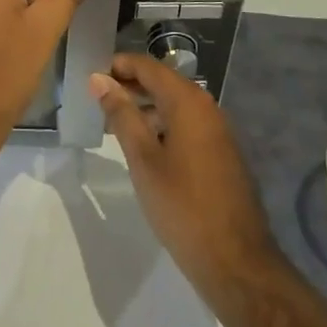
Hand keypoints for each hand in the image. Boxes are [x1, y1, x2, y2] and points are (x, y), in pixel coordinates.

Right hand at [93, 54, 279, 307]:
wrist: (235, 261)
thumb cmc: (182, 205)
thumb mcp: (143, 158)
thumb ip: (121, 114)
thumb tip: (99, 78)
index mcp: (188, 102)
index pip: (148, 66)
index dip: (118, 65)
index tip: (91, 75)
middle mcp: (207, 108)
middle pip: (163, 82)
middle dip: (130, 85)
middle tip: (96, 98)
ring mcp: (218, 131)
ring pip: (174, 104)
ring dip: (144, 106)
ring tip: (113, 122)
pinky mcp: (221, 153)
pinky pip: (186, 124)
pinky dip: (161, 124)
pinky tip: (142, 146)